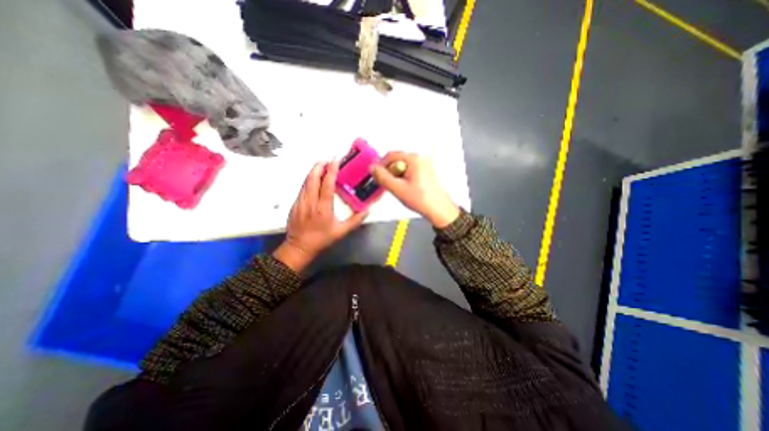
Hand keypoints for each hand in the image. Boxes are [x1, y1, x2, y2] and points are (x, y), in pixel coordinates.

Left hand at [274, 160, 368, 270]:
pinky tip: (313, 179)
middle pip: (313, 178)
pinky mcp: (295, 204)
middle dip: (319, 166)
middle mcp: (310, 202)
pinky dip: (308, 180)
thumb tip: (367, 210)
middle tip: (327, 159)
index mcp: (323, 208)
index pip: (326, 184)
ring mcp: (300, 202)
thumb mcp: (341, 232)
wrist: (299, 247)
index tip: (335, 160)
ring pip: (306, 182)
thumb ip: (355, 220)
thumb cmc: (322, 239)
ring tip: (320, 165)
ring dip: (313, 171)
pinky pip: (302, 188)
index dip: (331, 171)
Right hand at [371, 153, 458, 230]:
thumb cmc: (421, 199)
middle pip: (397, 160)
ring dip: (396, 176)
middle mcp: (420, 158)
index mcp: (413, 159)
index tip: (377, 176)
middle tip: (387, 184)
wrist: (439, 209)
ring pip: (403, 166)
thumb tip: (372, 168)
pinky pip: (409, 171)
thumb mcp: (397, 189)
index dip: (381, 165)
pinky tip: (405, 188)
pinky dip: (403, 178)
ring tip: (397, 188)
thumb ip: (383, 177)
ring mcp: (424, 165)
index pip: (391, 156)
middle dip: (389, 171)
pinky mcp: (425, 172)